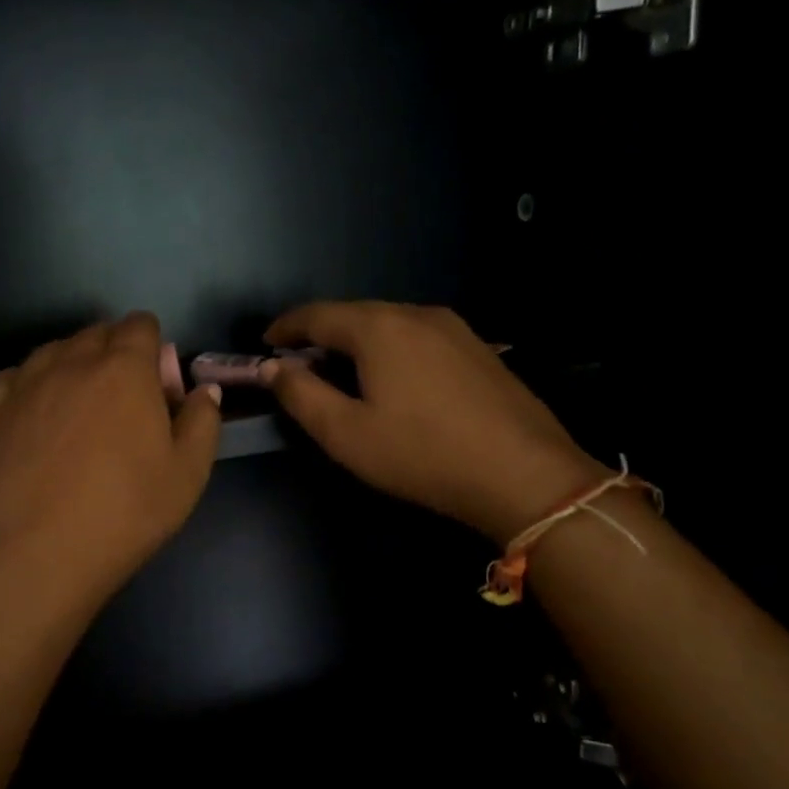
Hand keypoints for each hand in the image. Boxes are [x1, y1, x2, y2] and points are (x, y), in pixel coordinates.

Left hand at [0, 313, 222, 612]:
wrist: (34, 558)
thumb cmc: (123, 515)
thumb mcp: (188, 475)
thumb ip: (202, 422)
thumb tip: (202, 391)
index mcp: (124, 369)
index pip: (140, 326)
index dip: (153, 348)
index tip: (155, 387)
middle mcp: (70, 362)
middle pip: (96, 334)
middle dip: (113, 354)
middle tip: (121, 405)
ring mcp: (22, 384)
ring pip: (52, 352)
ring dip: (71, 368)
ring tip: (76, 414)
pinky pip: (11, 379)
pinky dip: (27, 388)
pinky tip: (32, 419)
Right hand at [262, 301, 601, 541]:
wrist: (524, 474)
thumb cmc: (422, 454)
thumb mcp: (346, 433)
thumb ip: (301, 395)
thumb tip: (272, 368)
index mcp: (379, 328)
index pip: (317, 314)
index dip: (285, 327)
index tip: (265, 344)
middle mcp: (416, 314)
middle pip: (354, 314)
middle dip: (320, 335)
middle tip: (298, 364)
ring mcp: (454, 328)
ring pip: (388, 324)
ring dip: (356, 342)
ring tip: (341, 373)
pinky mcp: (478, 348)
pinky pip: (417, 337)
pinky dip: (390, 349)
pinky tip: (392, 380)